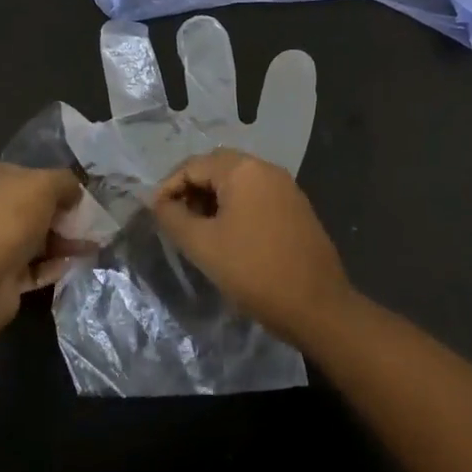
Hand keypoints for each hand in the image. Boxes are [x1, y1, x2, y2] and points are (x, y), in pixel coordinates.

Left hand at [0, 159, 86, 326]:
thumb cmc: (6, 217)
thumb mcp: (46, 184)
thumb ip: (66, 182)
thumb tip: (74, 194)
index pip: (19, 172)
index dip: (50, 182)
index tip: (75, 196)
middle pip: (25, 207)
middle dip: (58, 216)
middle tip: (86, 224)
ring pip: (27, 238)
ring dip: (58, 242)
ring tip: (89, 247)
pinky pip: (25, 266)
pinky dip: (48, 265)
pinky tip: (71, 265)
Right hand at [151, 149, 354, 341]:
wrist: (316, 306)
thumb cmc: (253, 270)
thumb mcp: (202, 245)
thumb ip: (173, 217)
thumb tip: (159, 203)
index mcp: (243, 170)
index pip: (193, 165)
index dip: (168, 187)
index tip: (155, 214)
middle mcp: (267, 169)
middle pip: (216, 168)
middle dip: (191, 191)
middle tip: (175, 221)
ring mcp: (286, 188)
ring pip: (237, 183)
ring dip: (212, 200)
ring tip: (197, 231)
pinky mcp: (296, 208)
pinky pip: (256, 197)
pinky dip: (234, 208)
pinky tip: (227, 237)